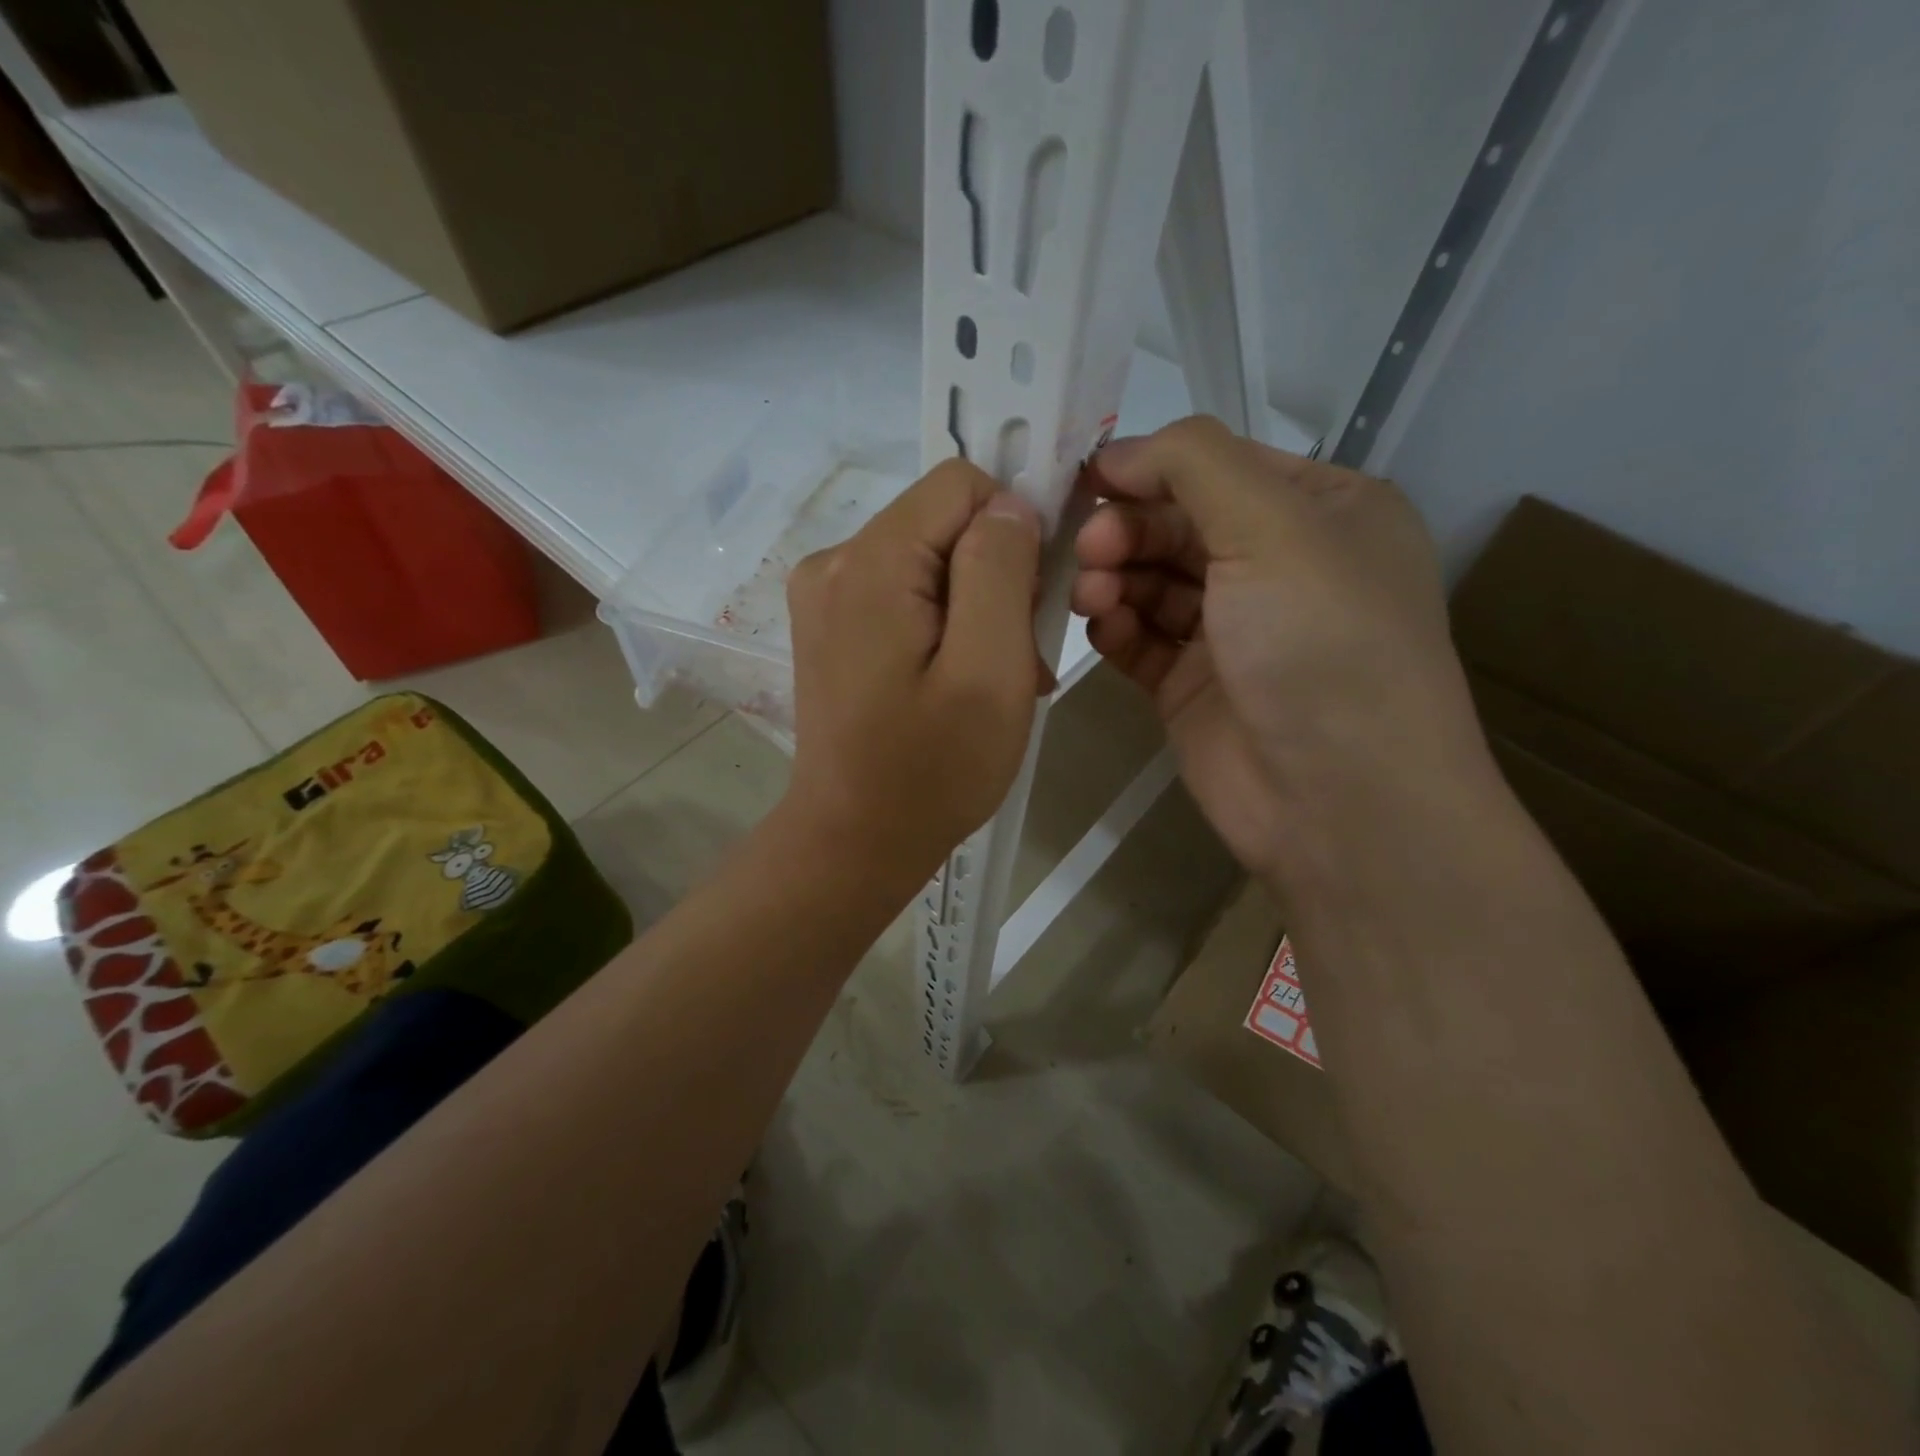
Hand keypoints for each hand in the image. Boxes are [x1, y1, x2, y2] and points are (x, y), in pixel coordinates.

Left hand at [784, 459, 1047, 883]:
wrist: (854, 841)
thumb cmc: (932, 770)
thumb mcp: (989, 670)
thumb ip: (1000, 571)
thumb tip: (1009, 505)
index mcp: (870, 562)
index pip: (962, 485)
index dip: (1012, 529)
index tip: (1032, 601)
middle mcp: (834, 561)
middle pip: (945, 524)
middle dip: (995, 579)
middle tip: (1014, 659)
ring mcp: (825, 595)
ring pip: (930, 561)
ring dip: (975, 609)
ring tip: (991, 680)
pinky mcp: (831, 625)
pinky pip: (904, 594)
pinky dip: (943, 626)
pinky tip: (956, 682)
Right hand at [1072, 416, 1486, 881]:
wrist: (1341, 801)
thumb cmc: (1321, 644)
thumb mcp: (1273, 526)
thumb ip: (1192, 465)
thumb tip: (1116, 453)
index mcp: (1322, 511)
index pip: (1217, 467)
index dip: (1150, 468)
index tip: (1087, 481)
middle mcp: (1278, 566)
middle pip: (1176, 525)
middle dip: (1127, 530)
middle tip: (1088, 550)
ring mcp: (1232, 631)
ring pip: (1151, 582)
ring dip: (1113, 577)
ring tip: (1091, 595)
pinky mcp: (1192, 685)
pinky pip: (1140, 638)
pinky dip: (1116, 626)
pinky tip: (1101, 629)